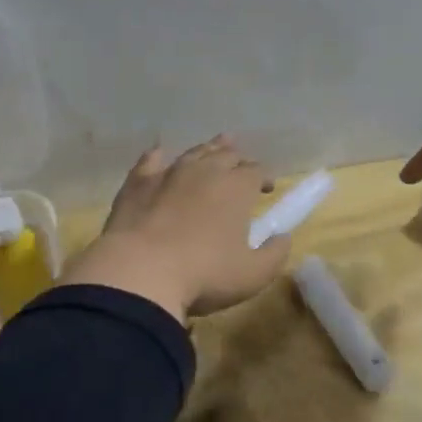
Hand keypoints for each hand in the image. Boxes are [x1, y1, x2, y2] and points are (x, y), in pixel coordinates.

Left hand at [63, 136, 291, 320]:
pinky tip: (160, 154)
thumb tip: (284, 237)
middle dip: (237, 159)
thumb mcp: (253, 274)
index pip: (256, 171)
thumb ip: (274, 254)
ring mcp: (169, 173)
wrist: (140, 271)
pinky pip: (150, 161)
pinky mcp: (137, 183)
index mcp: (236, 188)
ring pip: (193, 153)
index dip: (264, 177)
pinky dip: (159, 156)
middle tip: (241, 168)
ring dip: (207, 149)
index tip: (266, 188)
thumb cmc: (204, 274)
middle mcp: (205, 171)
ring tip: (214, 147)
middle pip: (226, 155)